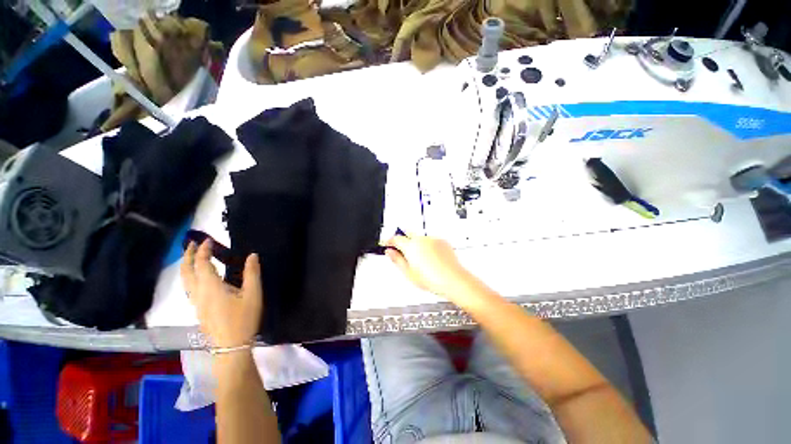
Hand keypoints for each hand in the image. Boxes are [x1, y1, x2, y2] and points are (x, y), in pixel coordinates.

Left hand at [181, 240, 261, 347]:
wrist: (231, 346)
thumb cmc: (243, 318)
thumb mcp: (253, 294)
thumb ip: (252, 273)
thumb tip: (252, 255)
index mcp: (211, 287)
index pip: (201, 264)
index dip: (203, 250)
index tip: (208, 240)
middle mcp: (198, 293)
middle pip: (186, 271)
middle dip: (188, 256)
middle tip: (193, 244)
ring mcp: (196, 302)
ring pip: (185, 280)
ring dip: (186, 265)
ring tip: (193, 256)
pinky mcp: (198, 308)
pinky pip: (188, 287)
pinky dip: (189, 275)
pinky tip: (197, 276)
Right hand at [386, 235, 486, 306]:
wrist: (453, 279)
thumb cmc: (432, 279)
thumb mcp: (409, 273)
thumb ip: (397, 260)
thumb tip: (389, 252)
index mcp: (411, 246)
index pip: (395, 238)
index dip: (390, 241)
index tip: (388, 244)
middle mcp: (421, 239)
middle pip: (407, 233)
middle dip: (403, 239)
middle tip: (403, 250)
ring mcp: (432, 239)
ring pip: (420, 237)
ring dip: (417, 243)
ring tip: (421, 259)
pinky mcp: (442, 241)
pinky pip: (431, 240)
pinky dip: (428, 246)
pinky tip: (431, 258)